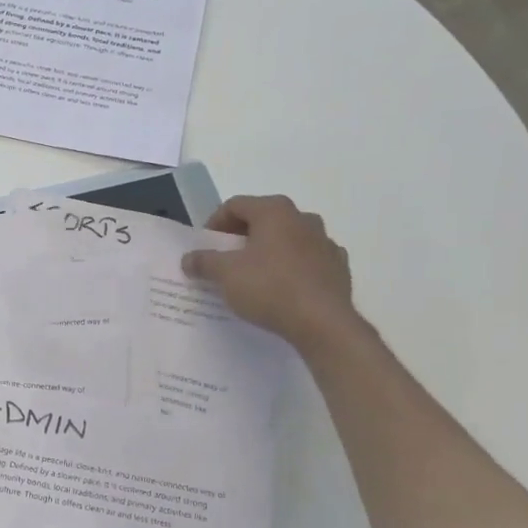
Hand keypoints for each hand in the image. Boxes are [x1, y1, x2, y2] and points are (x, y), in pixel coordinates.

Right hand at [181, 195, 356, 348]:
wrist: (323, 323)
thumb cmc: (269, 287)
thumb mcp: (225, 274)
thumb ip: (203, 261)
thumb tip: (189, 258)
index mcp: (274, 211)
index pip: (235, 205)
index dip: (214, 223)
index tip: (205, 246)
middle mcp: (303, 218)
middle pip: (263, 219)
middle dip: (242, 237)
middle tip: (226, 259)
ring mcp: (325, 242)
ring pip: (287, 239)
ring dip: (268, 251)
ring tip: (253, 275)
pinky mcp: (338, 267)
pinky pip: (307, 260)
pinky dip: (292, 267)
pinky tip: (282, 288)